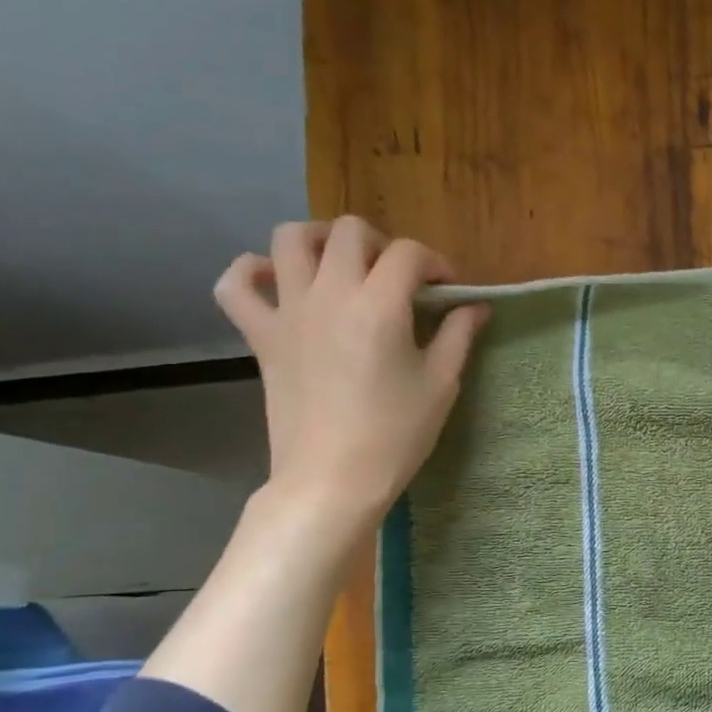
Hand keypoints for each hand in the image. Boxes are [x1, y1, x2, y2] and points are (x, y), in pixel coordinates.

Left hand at [214, 219, 487, 532]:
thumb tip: (475, 306)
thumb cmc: (395, 435)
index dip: (437, 263)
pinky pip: (235, 285)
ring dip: (320, 240)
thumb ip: (458, 335)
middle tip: (399, 279)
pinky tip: (277, 282)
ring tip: (341, 265)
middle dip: (383, 244)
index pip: (409, 253)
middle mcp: (330, 293)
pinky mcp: (261, 336)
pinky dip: (251, 271)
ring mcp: (288, 311)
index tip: (449, 291)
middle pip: (349, 232)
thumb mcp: (440, 385)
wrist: (332, 479)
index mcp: (379, 305)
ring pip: (290, 238)